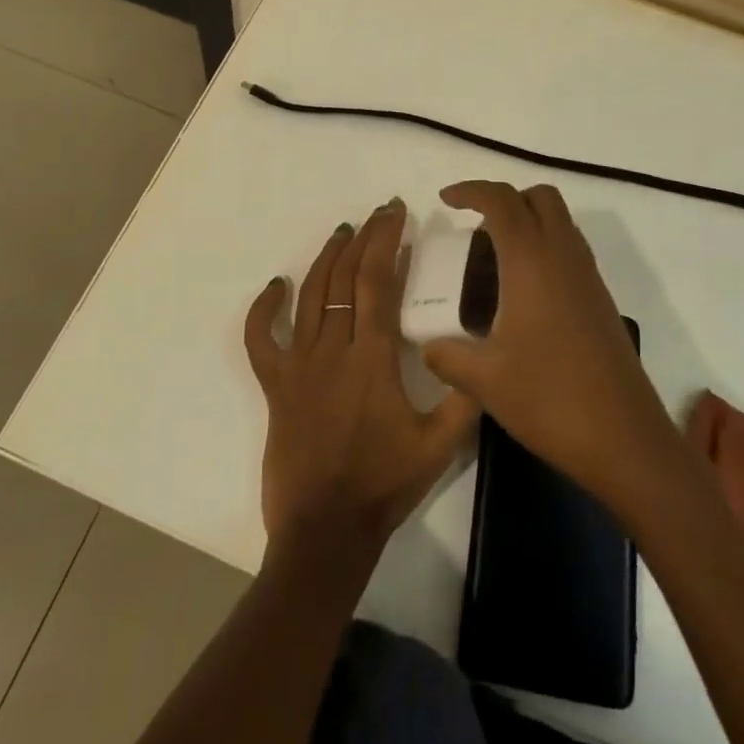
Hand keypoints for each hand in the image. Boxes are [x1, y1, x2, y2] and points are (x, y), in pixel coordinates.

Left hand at [245, 199, 478, 563]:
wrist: (326, 531)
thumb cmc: (384, 485)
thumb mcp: (441, 446)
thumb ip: (465, 398)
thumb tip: (484, 355)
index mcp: (373, 357)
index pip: (377, 281)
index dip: (386, 240)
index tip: (395, 212)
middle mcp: (332, 349)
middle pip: (345, 278)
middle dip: (364, 238)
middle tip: (377, 214)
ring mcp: (298, 365)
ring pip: (309, 296)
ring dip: (326, 259)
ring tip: (342, 233)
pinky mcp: (274, 385)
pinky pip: (259, 339)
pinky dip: (263, 310)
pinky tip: (277, 286)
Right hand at [422, 181, 680, 509]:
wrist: (625, 440)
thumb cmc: (550, 399)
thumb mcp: (484, 380)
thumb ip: (447, 356)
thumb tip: (427, 346)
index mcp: (532, 262)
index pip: (501, 201)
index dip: (470, 191)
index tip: (445, 200)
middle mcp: (564, 257)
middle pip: (539, 197)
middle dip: (504, 198)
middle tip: (474, 227)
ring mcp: (588, 277)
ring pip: (560, 221)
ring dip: (528, 221)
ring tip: (494, 258)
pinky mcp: (601, 299)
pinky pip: (570, 249)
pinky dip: (544, 247)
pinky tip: (524, 292)